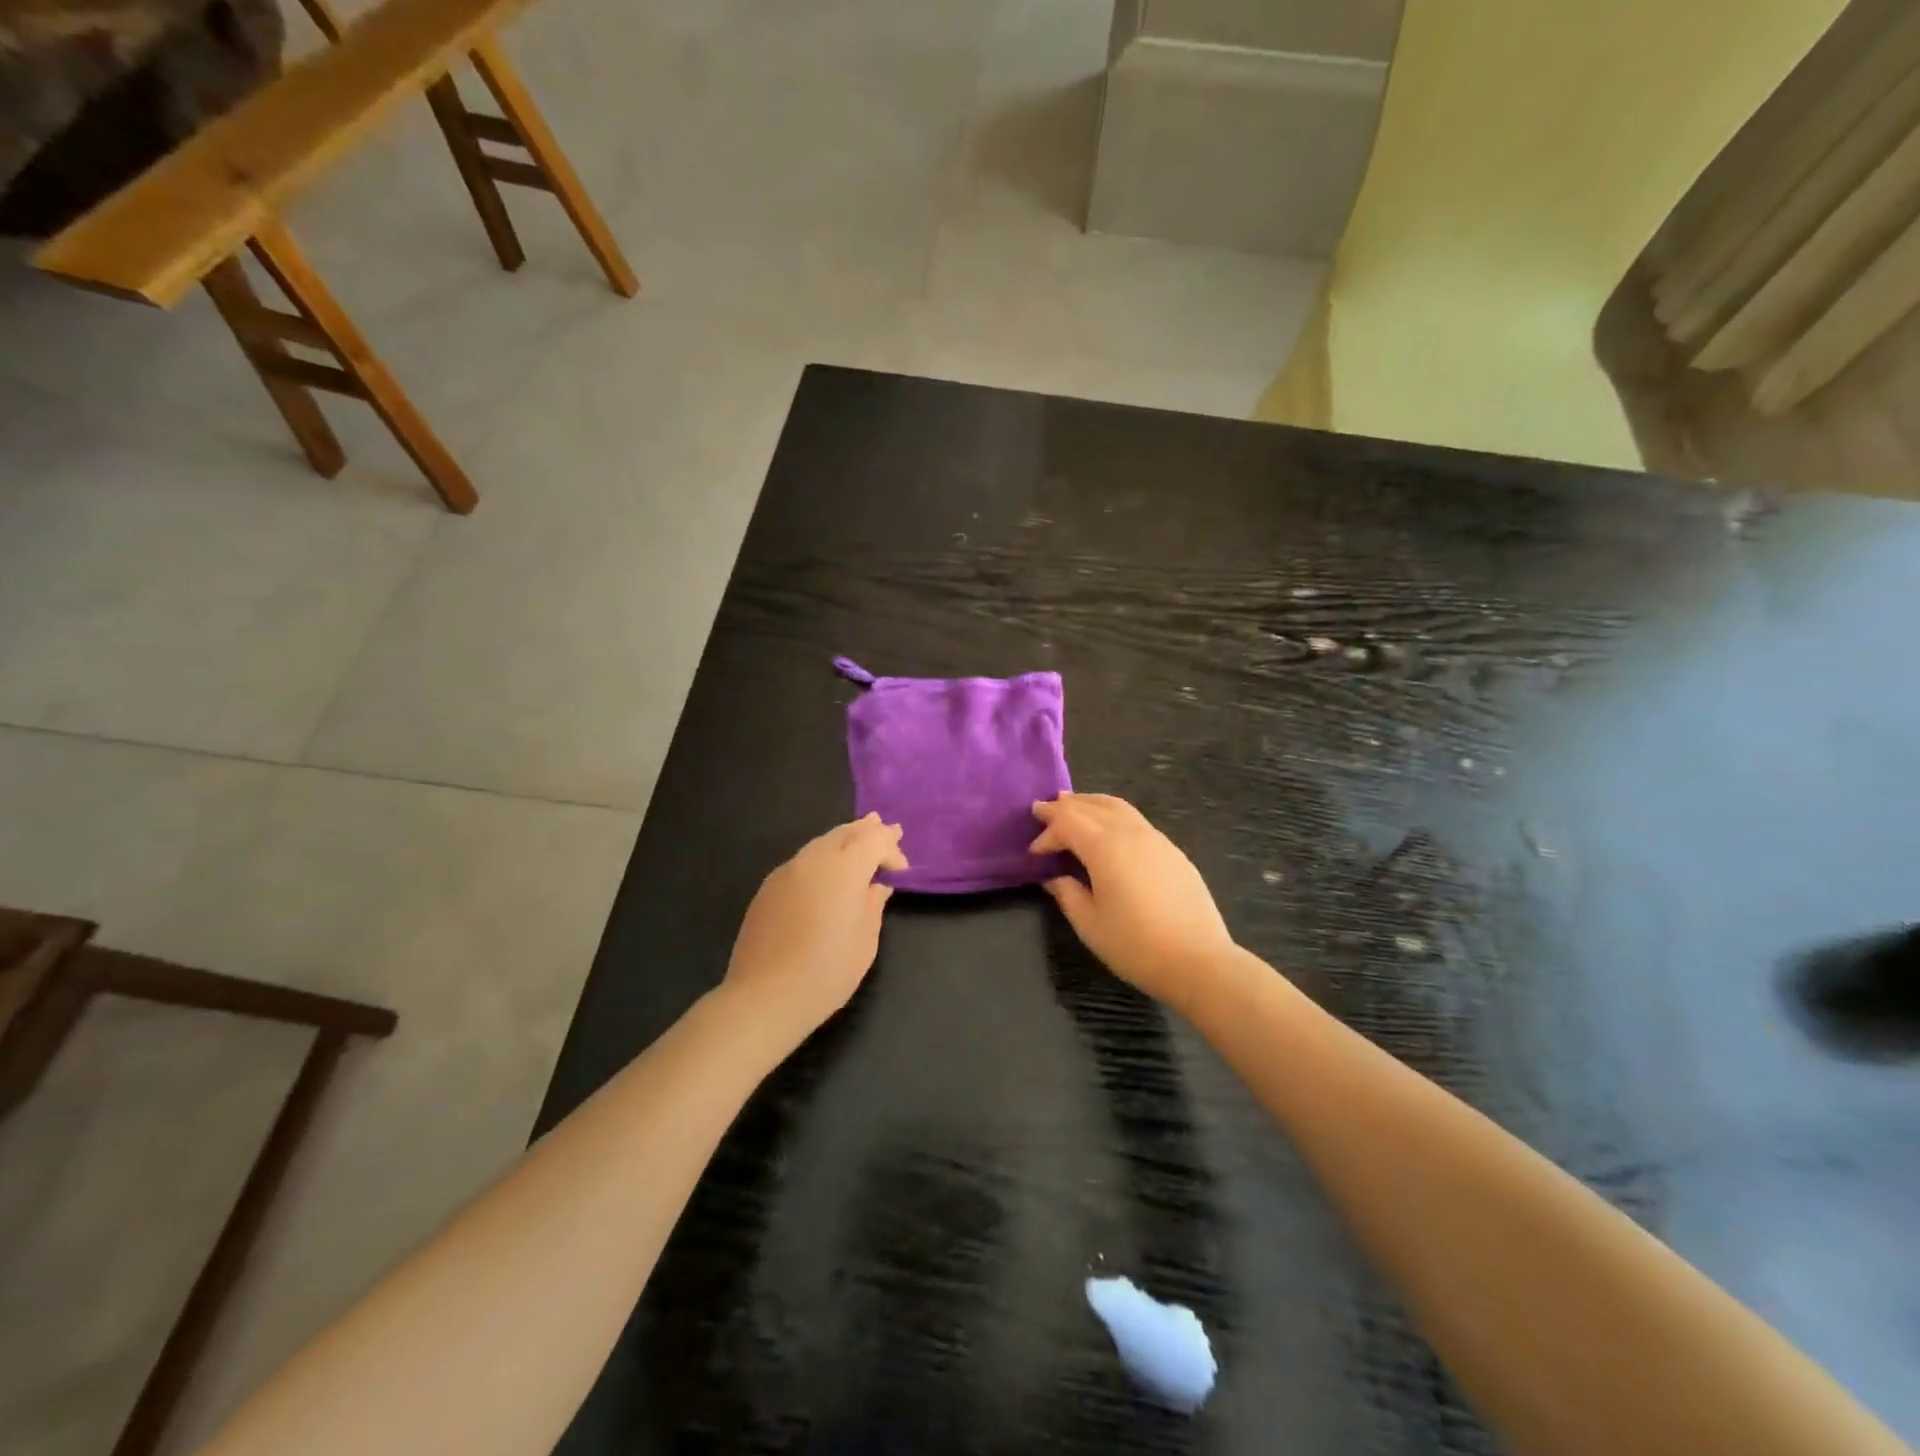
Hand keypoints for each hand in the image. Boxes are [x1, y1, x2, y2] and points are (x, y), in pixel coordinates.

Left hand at [723, 814, 907, 1039]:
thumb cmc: (826, 973)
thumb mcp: (864, 943)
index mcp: (845, 870)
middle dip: (868, 830)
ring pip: (821, 843)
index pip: (874, 841)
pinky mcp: (768, 887)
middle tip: (885, 827)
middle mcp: (815, 861)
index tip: (902, 868)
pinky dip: (821, 856)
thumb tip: (877, 887)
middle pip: (845, 833)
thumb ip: (873, 906)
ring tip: (858, 837)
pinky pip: (802, 860)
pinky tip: (826, 870)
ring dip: (843, 838)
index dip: (890, 848)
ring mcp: (787, 871)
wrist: (765, 997)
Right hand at [1030, 793, 1235, 1008]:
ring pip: (1117, 806)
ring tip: (1073, 806)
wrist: (1198, 961)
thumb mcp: (1089, 924)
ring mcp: (1156, 839)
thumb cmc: (1135, 945)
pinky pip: (1136, 820)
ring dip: (1091, 804)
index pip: (1067, 822)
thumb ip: (1067, 894)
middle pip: (1091, 805)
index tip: (1034, 852)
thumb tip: (1056, 878)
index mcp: (1105, 846)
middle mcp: (1130, 832)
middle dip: (1064, 806)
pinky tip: (1110, 830)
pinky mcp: (1173, 851)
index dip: (1047, 833)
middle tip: (1043, 809)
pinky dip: (1113, 815)